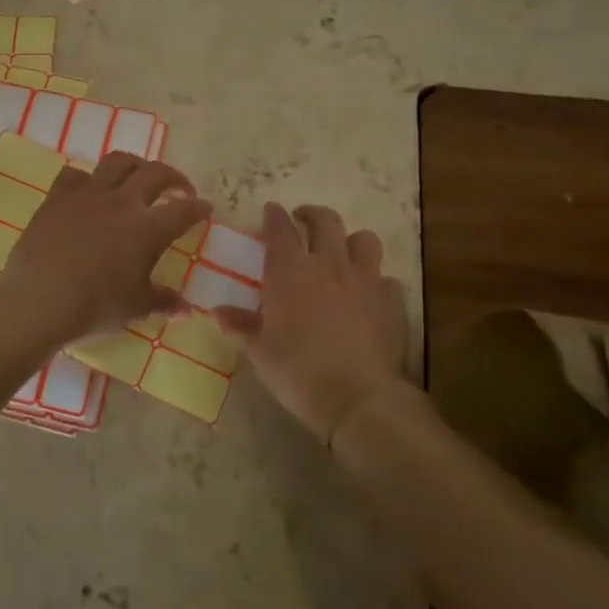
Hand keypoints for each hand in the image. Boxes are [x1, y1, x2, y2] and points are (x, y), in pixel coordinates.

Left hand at [0, 151, 212, 343]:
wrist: (38, 299)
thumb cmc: (94, 306)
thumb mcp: (135, 307)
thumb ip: (163, 301)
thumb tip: (186, 309)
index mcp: (148, 229)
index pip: (184, 210)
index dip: (198, 208)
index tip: (205, 208)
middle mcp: (122, 202)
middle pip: (156, 173)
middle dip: (174, 177)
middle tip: (179, 189)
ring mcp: (88, 194)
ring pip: (118, 162)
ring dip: (135, 164)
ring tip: (139, 176)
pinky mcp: (58, 197)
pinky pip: (75, 174)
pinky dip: (87, 179)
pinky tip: (89, 190)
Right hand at [215, 203, 407, 444]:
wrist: (357, 398)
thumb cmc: (298, 372)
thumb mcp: (259, 352)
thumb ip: (240, 326)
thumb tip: (218, 312)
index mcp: (290, 271)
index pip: (280, 228)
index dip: (274, 216)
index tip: (271, 211)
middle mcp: (328, 264)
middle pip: (325, 221)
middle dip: (312, 215)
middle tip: (303, 220)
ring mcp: (364, 279)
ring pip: (363, 240)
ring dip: (350, 240)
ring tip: (342, 252)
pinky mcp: (390, 300)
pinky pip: (386, 278)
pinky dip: (376, 280)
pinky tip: (369, 293)